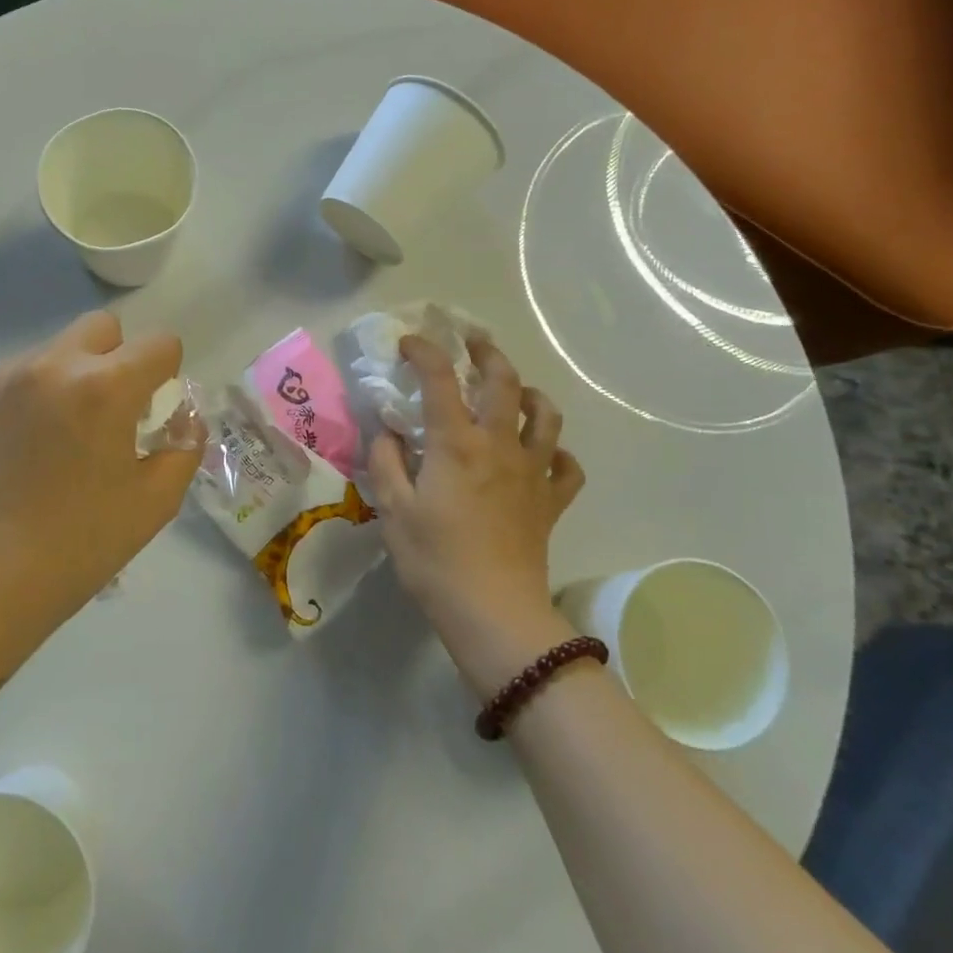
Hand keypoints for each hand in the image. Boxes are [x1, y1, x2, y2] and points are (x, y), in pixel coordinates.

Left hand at [0, 311, 199, 636]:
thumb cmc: (78, 546)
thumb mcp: (155, 503)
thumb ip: (185, 447)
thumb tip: (184, 418)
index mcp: (104, 387)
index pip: (159, 343)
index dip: (167, 373)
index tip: (152, 410)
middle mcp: (50, 365)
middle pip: (101, 327)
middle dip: (117, 358)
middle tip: (106, 413)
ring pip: (51, 353)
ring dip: (66, 380)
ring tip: (52, 440)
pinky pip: (8, 380)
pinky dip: (23, 401)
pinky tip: (13, 453)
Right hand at [367, 334, 585, 693]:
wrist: (493, 611)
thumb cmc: (434, 559)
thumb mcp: (392, 509)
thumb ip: (385, 461)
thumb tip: (386, 431)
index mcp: (456, 443)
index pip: (440, 379)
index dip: (424, 352)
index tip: (409, 343)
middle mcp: (499, 445)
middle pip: (504, 382)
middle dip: (487, 353)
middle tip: (472, 342)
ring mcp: (532, 472)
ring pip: (545, 416)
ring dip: (529, 393)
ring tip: (514, 391)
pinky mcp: (550, 501)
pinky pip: (566, 467)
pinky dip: (558, 453)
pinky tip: (544, 454)